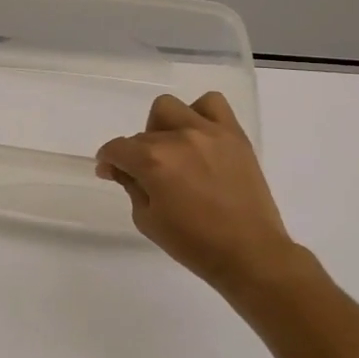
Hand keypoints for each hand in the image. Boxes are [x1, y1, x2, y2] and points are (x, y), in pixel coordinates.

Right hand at [95, 93, 302, 295]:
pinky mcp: (233, 135)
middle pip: (142, 134)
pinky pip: (212, 103)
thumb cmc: (193, 243)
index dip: (108, 161)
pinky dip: (200, 114)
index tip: (112, 173)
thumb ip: (130, 186)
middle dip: (137, 154)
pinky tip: (200, 138)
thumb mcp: (146, 219)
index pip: (117, 148)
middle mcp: (178, 138)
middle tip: (147, 175)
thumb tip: (118, 168)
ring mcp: (208, 133)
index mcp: (152, 162)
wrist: (249, 253)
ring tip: (173, 150)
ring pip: (170, 108)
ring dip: (163, 127)